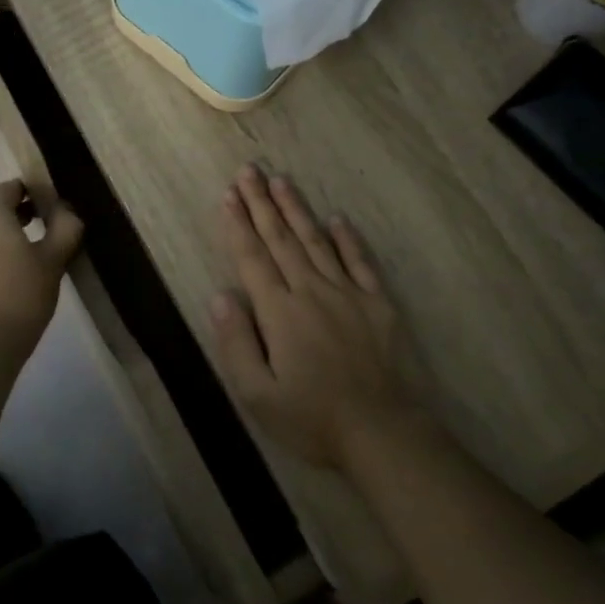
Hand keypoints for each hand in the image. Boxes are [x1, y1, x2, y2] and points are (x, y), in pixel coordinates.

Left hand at [0, 180, 84, 354]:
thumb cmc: (22, 294)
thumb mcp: (54, 259)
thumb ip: (65, 226)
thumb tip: (65, 209)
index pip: (11, 188)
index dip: (32, 193)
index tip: (51, 209)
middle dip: (17, 217)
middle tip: (44, 234)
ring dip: (0, 238)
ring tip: (25, 260)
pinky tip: (5, 277)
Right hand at [210, 165, 418, 468]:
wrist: (383, 432)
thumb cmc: (312, 419)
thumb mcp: (257, 395)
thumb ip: (236, 343)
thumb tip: (222, 296)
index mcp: (279, 312)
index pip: (252, 258)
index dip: (238, 225)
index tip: (228, 196)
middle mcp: (311, 291)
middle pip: (281, 240)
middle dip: (261, 203)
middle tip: (248, 171)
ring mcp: (348, 294)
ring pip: (317, 241)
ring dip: (297, 209)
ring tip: (281, 180)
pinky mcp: (378, 304)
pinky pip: (360, 262)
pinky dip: (347, 239)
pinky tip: (337, 219)